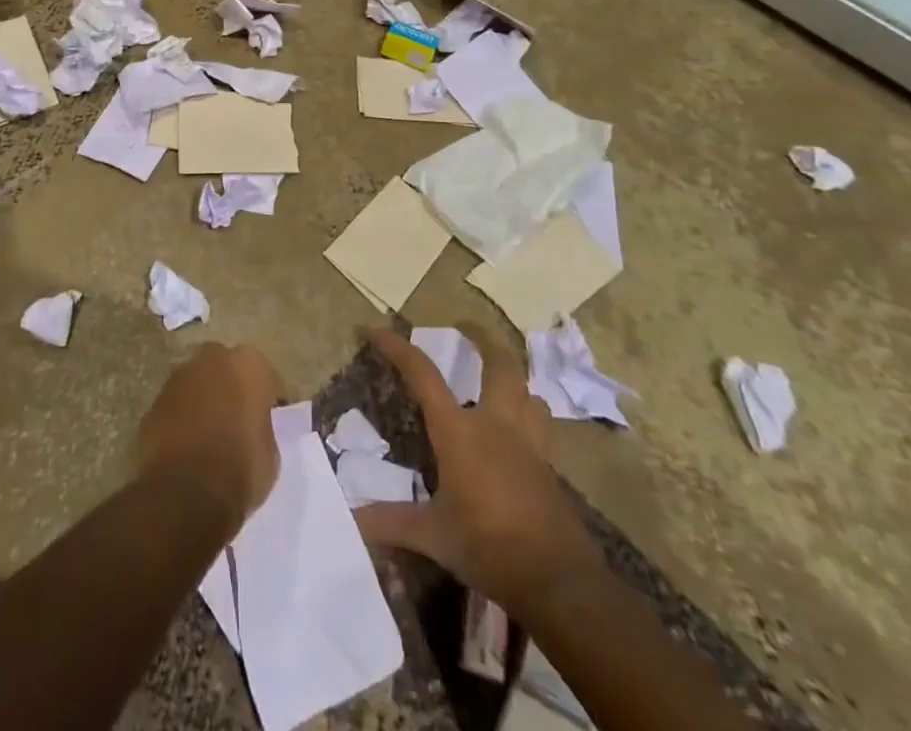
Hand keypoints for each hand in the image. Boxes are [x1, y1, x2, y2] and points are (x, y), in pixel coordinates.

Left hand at [135, 343, 283, 528]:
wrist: (183, 493)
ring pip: (200, 382)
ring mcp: (180, 376)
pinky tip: (189, 442)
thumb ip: (261, 427)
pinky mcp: (156, 398)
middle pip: (228, 368)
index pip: (267, 378)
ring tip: (212, 431)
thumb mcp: (270, 454)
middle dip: (234, 388)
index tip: (274, 419)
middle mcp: (213, 359)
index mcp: (249, 365)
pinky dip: (184, 415)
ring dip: (206, 398)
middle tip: (240, 419)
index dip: (272, 400)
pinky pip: (178, 403)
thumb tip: (252, 426)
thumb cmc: (239, 470)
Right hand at [357, 328, 598, 613]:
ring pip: (529, 394)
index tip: (378, 329)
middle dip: (484, 341)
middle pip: (500, 366)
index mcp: (460, 432)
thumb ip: (392, 522)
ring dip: (514, 381)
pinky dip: (530, 418)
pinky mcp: (551, 470)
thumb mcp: (434, 535)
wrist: (559, 582)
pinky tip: (519, 437)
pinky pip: (542, 428)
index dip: (399, 349)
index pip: (424, 376)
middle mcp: (496, 425)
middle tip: (468, 328)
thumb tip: (351, 519)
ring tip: (500, 383)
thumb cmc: (489, 546)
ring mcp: (530, 446)